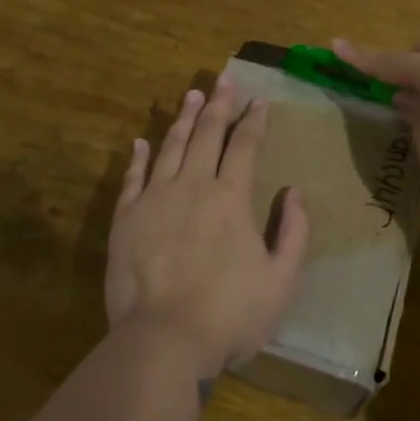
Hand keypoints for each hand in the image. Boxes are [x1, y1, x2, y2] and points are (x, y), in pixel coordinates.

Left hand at [105, 78, 309, 376]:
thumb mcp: (281, 280)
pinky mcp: (125, 218)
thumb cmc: (230, 314)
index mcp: (231, 197)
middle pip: (206, 134)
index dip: (254, 120)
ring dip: (183, 118)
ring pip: (171, 146)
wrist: (163, 340)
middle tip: (225, 79)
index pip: (245, 145)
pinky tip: (142, 141)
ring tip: (191, 94)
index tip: (259, 99)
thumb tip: (294, 192)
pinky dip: (139, 156)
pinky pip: (133, 177)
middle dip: (219, 105)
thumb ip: (293, 232)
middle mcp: (193, 185)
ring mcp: (154, 199)